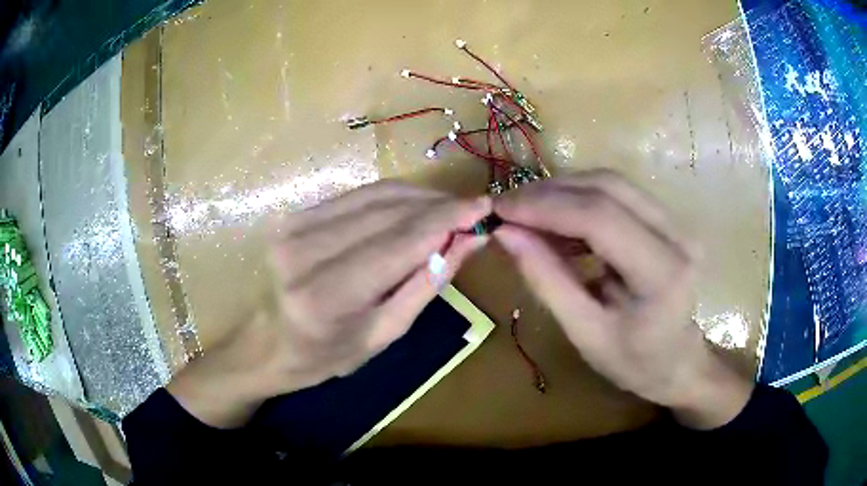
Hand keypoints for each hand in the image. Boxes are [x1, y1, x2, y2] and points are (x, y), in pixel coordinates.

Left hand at [169, 181, 490, 427]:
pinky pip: (356, 195)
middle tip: (473, 209)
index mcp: (326, 296)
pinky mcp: (295, 214)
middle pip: (388, 210)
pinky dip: (392, 197)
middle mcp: (304, 251)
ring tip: (450, 208)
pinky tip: (414, 207)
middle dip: (438, 205)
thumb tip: (470, 239)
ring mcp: (294, 226)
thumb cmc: (328, 354)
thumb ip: (428, 281)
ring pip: (374, 194)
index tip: (485, 208)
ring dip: (419, 197)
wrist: (268, 342)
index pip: (399, 241)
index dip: (447, 219)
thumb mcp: (385, 333)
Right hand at [493, 170, 752, 428]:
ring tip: (526, 211)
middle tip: (507, 207)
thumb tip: (506, 233)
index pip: (601, 218)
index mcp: (662, 273)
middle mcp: (677, 235)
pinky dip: (580, 199)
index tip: (500, 211)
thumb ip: (547, 281)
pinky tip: (556, 218)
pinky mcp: (668, 219)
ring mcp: (677, 222)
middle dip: (550, 192)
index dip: (546, 207)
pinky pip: (618, 194)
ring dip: (564, 190)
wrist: (679, 361)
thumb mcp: (585, 333)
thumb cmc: (635, 362)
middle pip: (608, 188)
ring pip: (612, 183)